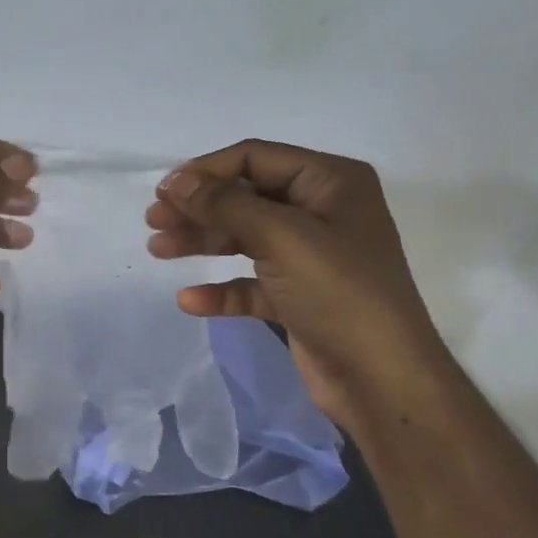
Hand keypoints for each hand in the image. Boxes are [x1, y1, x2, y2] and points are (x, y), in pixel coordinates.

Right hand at [143, 140, 445, 427]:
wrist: (383, 379)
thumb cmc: (339, 293)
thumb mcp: (281, 237)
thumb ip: (225, 205)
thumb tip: (175, 183)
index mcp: (331, 182)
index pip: (256, 159)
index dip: (206, 171)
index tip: (163, 192)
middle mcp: (322, 212)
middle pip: (245, 198)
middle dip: (198, 208)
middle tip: (154, 222)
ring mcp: (310, 256)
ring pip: (244, 238)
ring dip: (202, 243)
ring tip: (158, 250)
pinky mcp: (298, 296)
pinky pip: (250, 283)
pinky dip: (221, 289)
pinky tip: (190, 301)